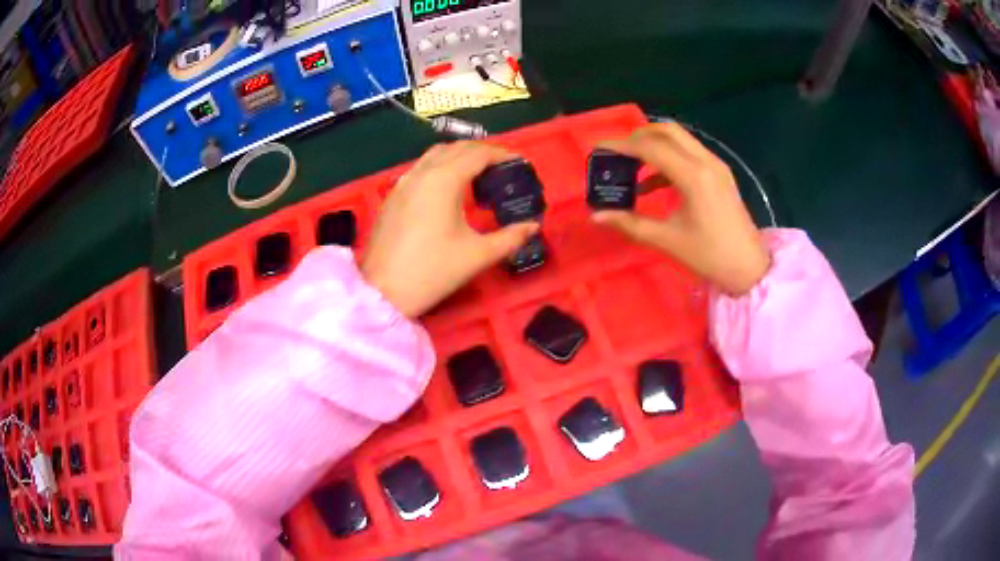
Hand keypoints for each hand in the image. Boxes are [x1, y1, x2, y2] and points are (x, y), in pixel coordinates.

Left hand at [362, 142, 539, 316]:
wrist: (383, 292)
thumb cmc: (432, 271)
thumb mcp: (477, 256)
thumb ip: (510, 238)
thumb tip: (533, 226)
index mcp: (444, 180)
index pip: (477, 153)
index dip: (501, 154)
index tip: (519, 162)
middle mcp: (422, 173)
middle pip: (456, 148)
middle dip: (481, 152)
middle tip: (502, 167)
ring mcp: (403, 183)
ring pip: (434, 155)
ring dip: (458, 156)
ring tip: (477, 175)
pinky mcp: (392, 196)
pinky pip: (420, 169)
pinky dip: (440, 168)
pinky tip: (448, 190)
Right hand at [592, 123, 770, 295]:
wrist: (750, 267)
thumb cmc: (710, 256)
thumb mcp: (667, 240)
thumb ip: (630, 223)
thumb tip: (596, 216)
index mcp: (693, 176)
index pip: (651, 147)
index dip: (621, 145)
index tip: (598, 149)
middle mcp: (706, 161)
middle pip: (666, 131)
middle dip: (638, 136)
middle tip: (617, 153)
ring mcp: (716, 165)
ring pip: (680, 139)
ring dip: (654, 144)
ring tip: (631, 166)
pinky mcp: (720, 173)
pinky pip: (689, 153)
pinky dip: (668, 157)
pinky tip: (652, 183)